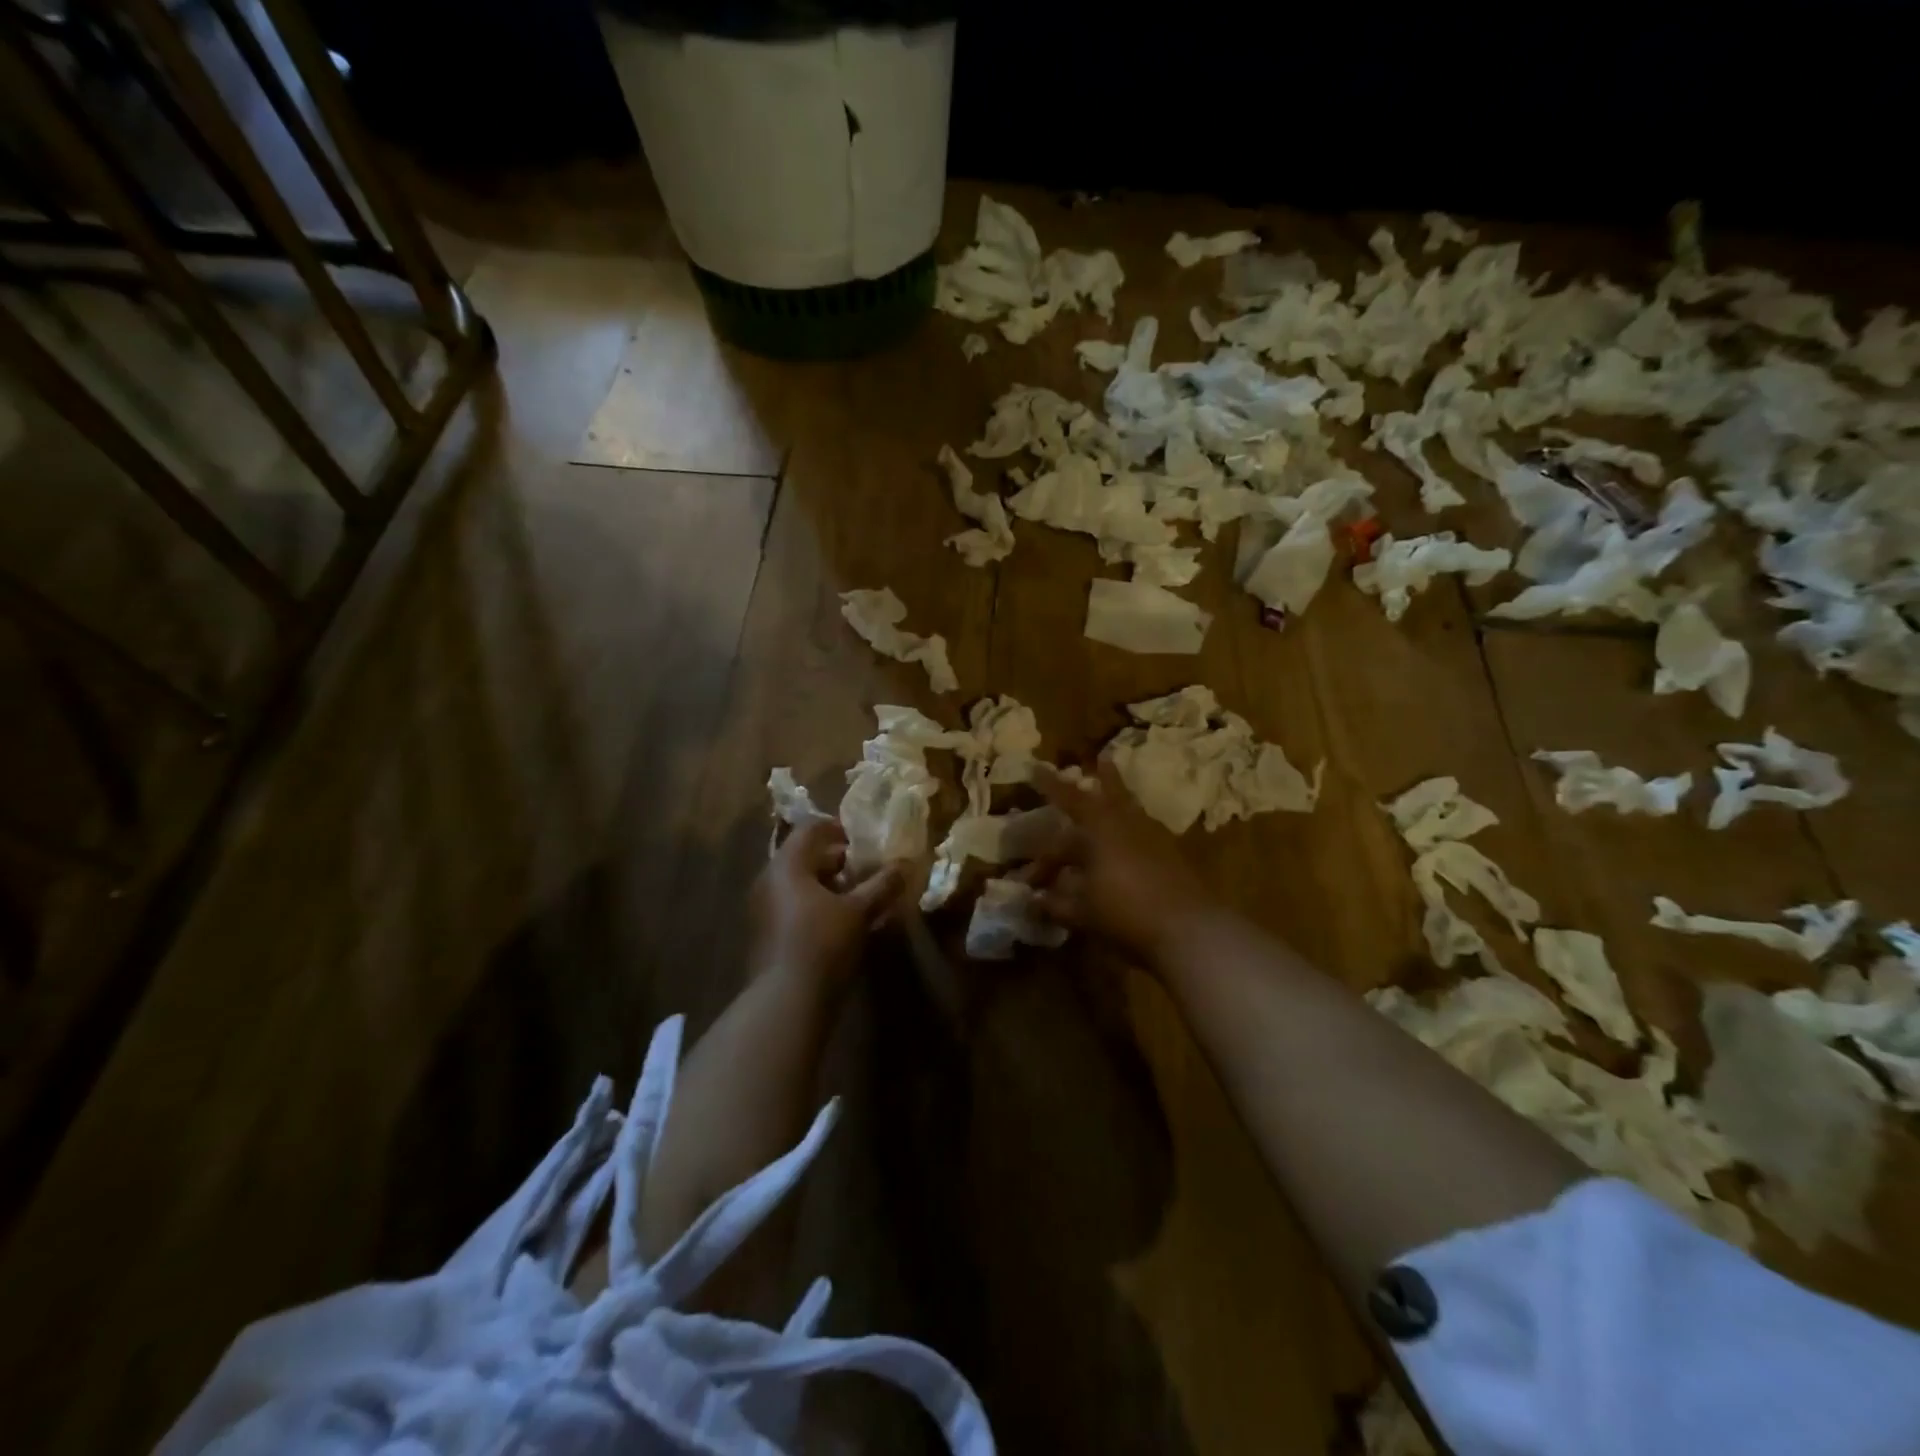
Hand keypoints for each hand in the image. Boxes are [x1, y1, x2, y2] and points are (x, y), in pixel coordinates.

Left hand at [750, 818, 902, 986]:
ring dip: (829, 887)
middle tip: (867, 869)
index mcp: (787, 865)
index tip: (864, 838)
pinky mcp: (766, 936)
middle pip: (804, 858)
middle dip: (838, 861)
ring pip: (799, 886)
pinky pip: (793, 908)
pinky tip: (842, 924)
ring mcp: (763, 910)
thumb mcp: (859, 911)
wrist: (784, 1002)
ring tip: (861, 898)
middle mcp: (768, 881)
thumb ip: (882, 884)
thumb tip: (906, 863)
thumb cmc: (822, 943)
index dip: (839, 828)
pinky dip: (817, 907)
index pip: (810, 829)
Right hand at [1029, 760, 1218, 967]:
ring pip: (1132, 812)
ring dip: (1121, 803)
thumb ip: (1056, 903)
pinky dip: (1132, 834)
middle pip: (1113, 794)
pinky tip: (1129, 848)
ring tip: (1116, 798)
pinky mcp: (1173, 858)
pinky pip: (1145, 835)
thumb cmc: (1124, 911)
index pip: (1068, 798)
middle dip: (1105, 778)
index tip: (1036, 766)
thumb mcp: (1081, 911)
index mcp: (1099, 827)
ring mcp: (1155, 839)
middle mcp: (1128, 824)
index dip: (1050, 785)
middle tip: (1103, 759)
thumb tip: (1036, 900)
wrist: (1189, 929)